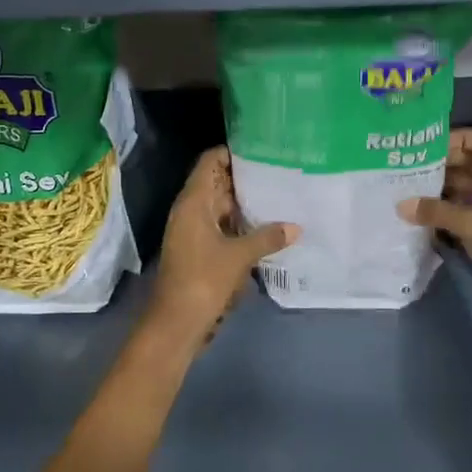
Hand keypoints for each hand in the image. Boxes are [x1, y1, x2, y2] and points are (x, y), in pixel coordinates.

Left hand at [144, 147, 296, 349]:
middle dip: (245, 178)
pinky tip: (266, 227)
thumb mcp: (239, 257)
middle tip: (279, 171)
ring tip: (279, 195)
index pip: (210, 162)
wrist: (175, 323)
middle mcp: (190, 211)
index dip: (232, 152)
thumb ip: (267, 238)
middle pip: (217, 183)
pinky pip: (221, 227)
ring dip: (245, 203)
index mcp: (193, 202)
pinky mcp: (199, 250)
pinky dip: (240, 224)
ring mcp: (193, 231)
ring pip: (221, 207)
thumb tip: (296, 227)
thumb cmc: (202, 280)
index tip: (261, 148)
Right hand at [398, 128, 471, 340]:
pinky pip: (468, 212)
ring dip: (444, 188)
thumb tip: (401, 204)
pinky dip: (449, 211)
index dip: (462, 137)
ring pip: (469, 189)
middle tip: (411, 167)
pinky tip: (424, 215)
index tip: (431, 144)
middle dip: (445, 163)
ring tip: (410, 189)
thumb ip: (438, 213)